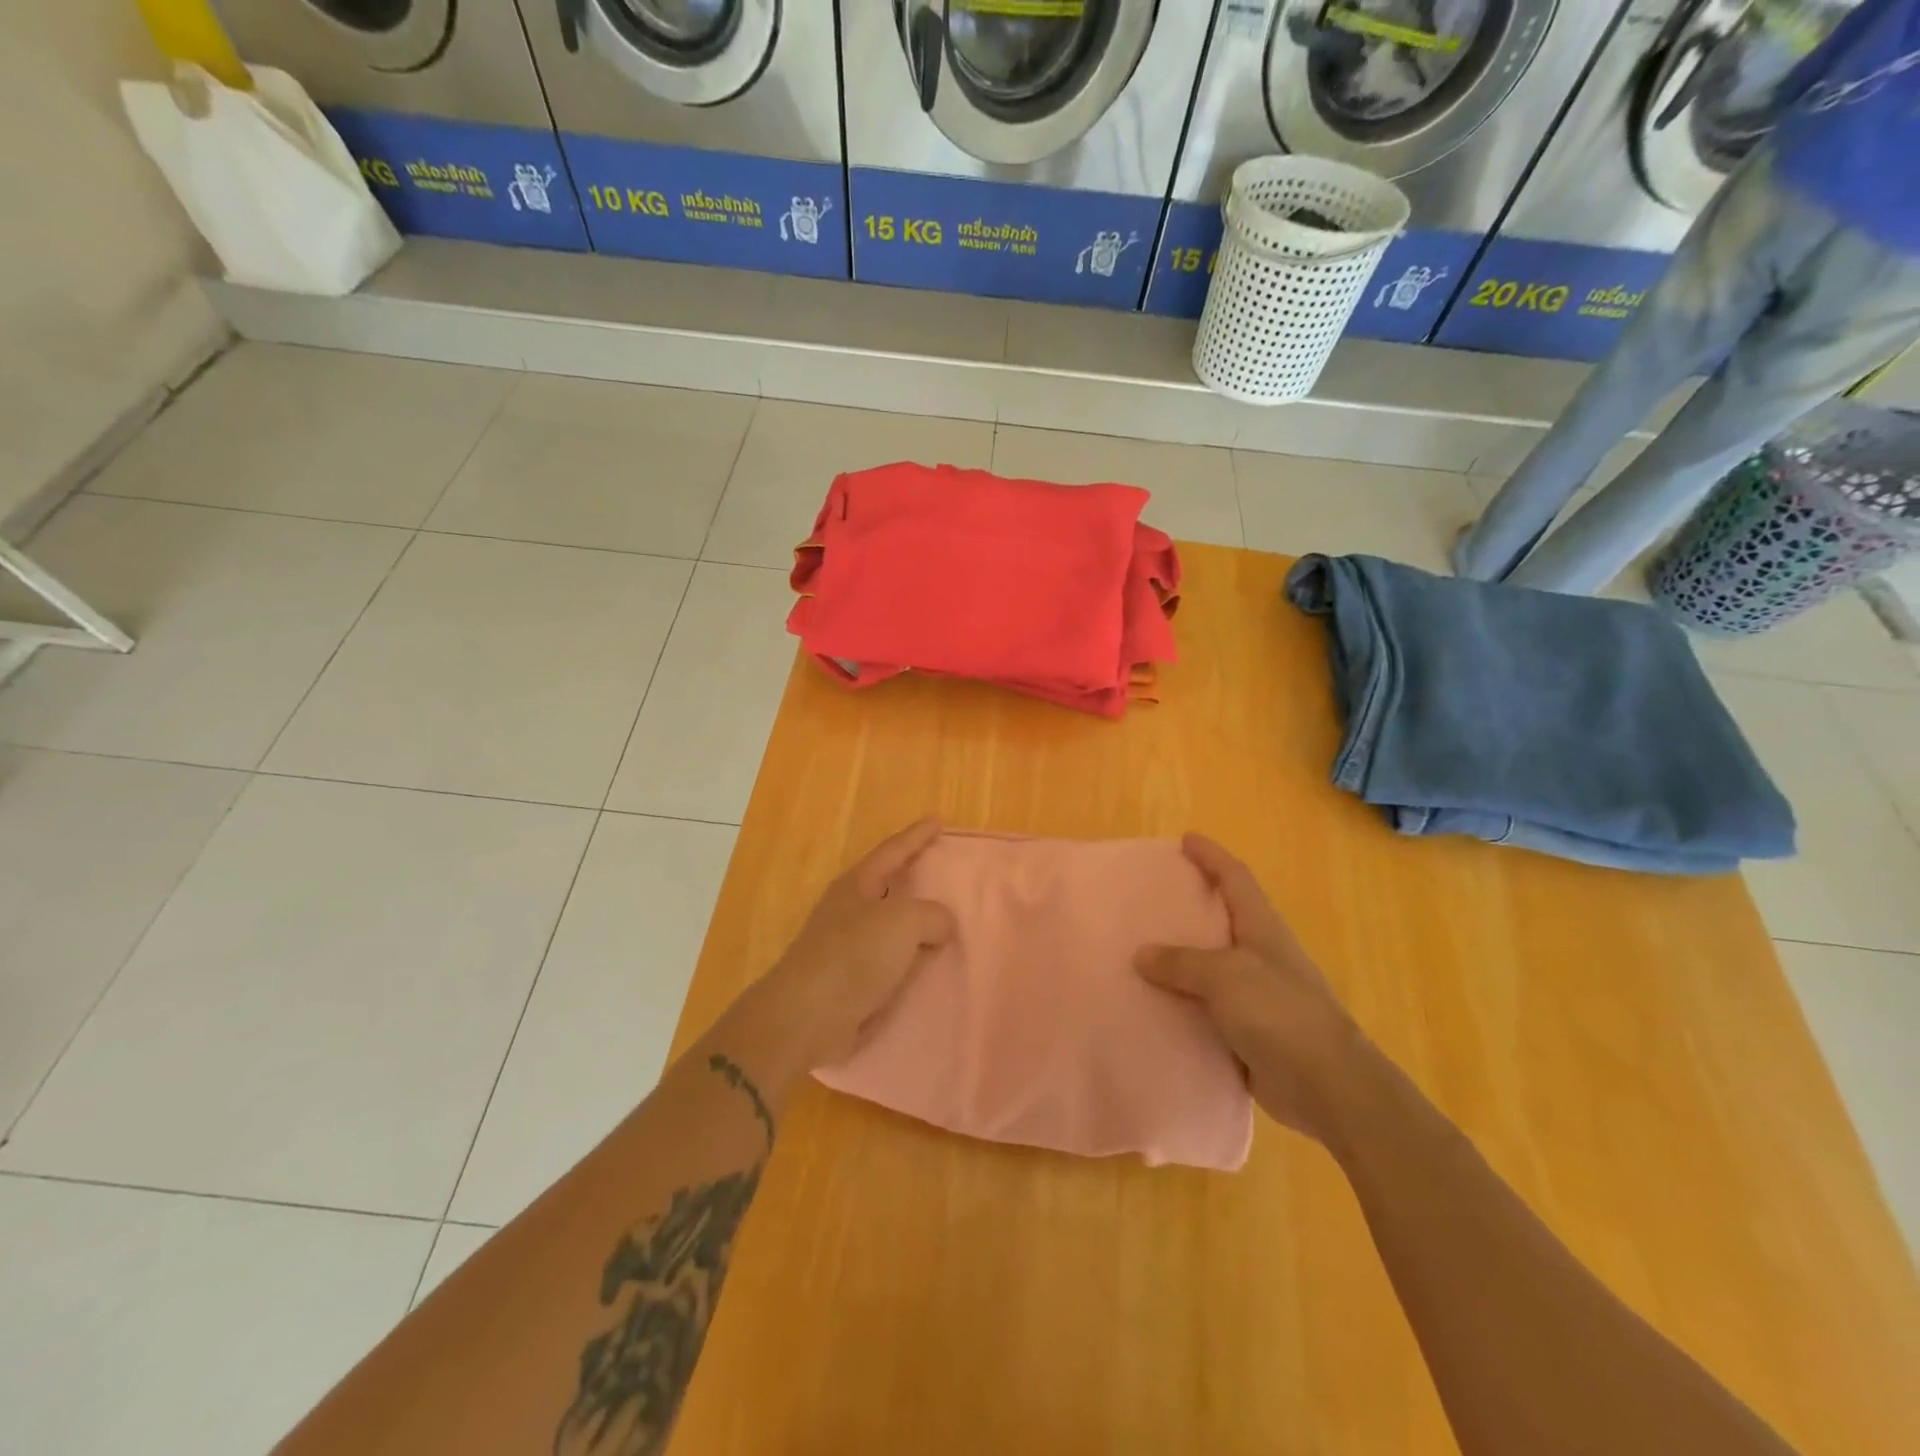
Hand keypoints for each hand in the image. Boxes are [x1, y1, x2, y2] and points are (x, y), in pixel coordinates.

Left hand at [749, 819, 957, 1074]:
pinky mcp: (850, 981)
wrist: (807, 1018)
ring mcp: (847, 947)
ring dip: (915, 924)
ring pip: (891, 926)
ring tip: (946, 923)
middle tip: (945, 872)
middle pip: (888, 886)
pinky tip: (929, 967)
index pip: (893, 851)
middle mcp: (850, 910)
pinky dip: (910, 959)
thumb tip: (941, 924)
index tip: (937, 822)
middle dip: (914, 878)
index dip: (916, 836)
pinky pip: (891, 961)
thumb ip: (931, 915)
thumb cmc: (853, 956)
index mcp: (858, 885)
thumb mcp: (902, 922)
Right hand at [1135, 834, 1372, 1144]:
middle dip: (1193, 904)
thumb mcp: (1225, 976)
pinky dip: (1184, 1003)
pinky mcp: (1251, 1032)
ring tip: (1142, 952)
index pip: (1235, 878)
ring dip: (1183, 959)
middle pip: (1225, 918)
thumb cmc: (1280, 1014)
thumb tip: (1141, 955)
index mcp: (1262, 928)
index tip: (1185, 839)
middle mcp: (1261, 955)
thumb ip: (1181, 962)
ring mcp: (1258, 995)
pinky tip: (1156, 1007)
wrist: (1328, 1087)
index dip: (1212, 856)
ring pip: (1212, 966)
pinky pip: (1208, 1008)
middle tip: (1153, 897)